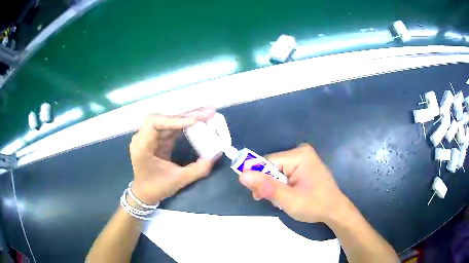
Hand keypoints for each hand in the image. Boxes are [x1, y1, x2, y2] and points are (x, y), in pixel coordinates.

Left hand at [129, 108, 216, 204]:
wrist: (145, 194)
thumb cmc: (156, 187)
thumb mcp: (178, 180)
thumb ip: (198, 169)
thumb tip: (216, 155)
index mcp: (142, 145)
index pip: (155, 123)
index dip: (174, 119)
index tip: (194, 121)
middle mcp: (144, 137)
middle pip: (165, 118)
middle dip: (187, 115)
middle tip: (209, 111)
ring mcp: (151, 137)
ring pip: (170, 122)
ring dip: (188, 118)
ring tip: (207, 114)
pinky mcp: (159, 139)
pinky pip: (172, 129)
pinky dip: (186, 126)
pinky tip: (199, 123)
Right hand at [239, 144, 346, 222]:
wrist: (335, 211)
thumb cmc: (314, 205)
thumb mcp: (288, 199)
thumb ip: (266, 187)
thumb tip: (242, 175)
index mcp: (299, 155)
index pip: (268, 162)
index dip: (260, 179)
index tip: (258, 196)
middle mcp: (300, 152)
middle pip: (272, 167)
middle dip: (269, 185)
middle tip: (274, 201)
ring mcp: (303, 159)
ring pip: (276, 172)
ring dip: (275, 187)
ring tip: (283, 201)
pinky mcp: (304, 166)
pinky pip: (284, 174)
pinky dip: (282, 186)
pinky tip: (288, 195)